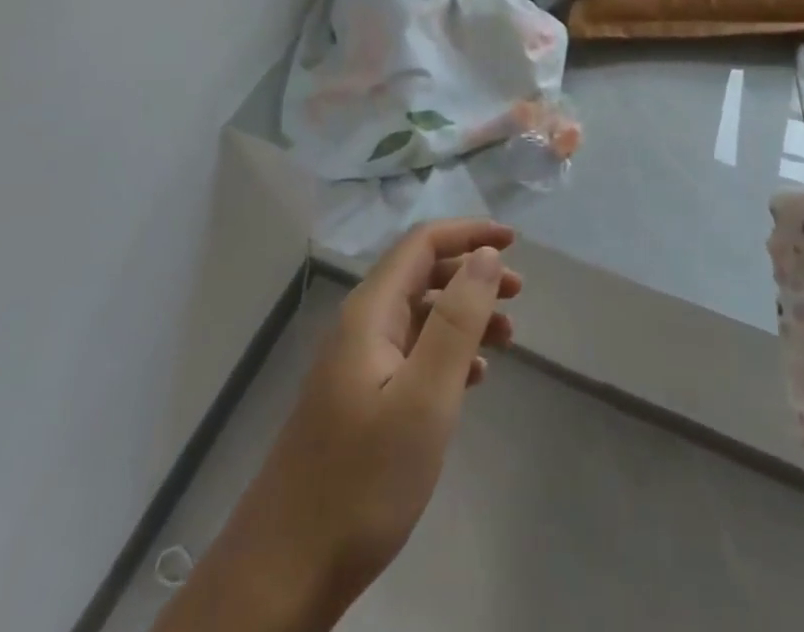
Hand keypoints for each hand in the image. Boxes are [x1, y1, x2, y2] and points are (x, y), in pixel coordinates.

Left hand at [162, 220, 521, 631]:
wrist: (285, 571)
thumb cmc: (362, 479)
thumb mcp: (424, 398)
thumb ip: (457, 320)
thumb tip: (483, 254)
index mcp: (370, 312)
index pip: (422, 244)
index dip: (469, 232)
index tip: (513, 241)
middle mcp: (361, 326)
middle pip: (422, 275)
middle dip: (471, 273)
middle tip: (517, 292)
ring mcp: (357, 365)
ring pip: (419, 316)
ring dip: (464, 314)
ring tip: (507, 337)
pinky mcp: (360, 401)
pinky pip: (411, 354)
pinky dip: (447, 352)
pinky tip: (474, 376)